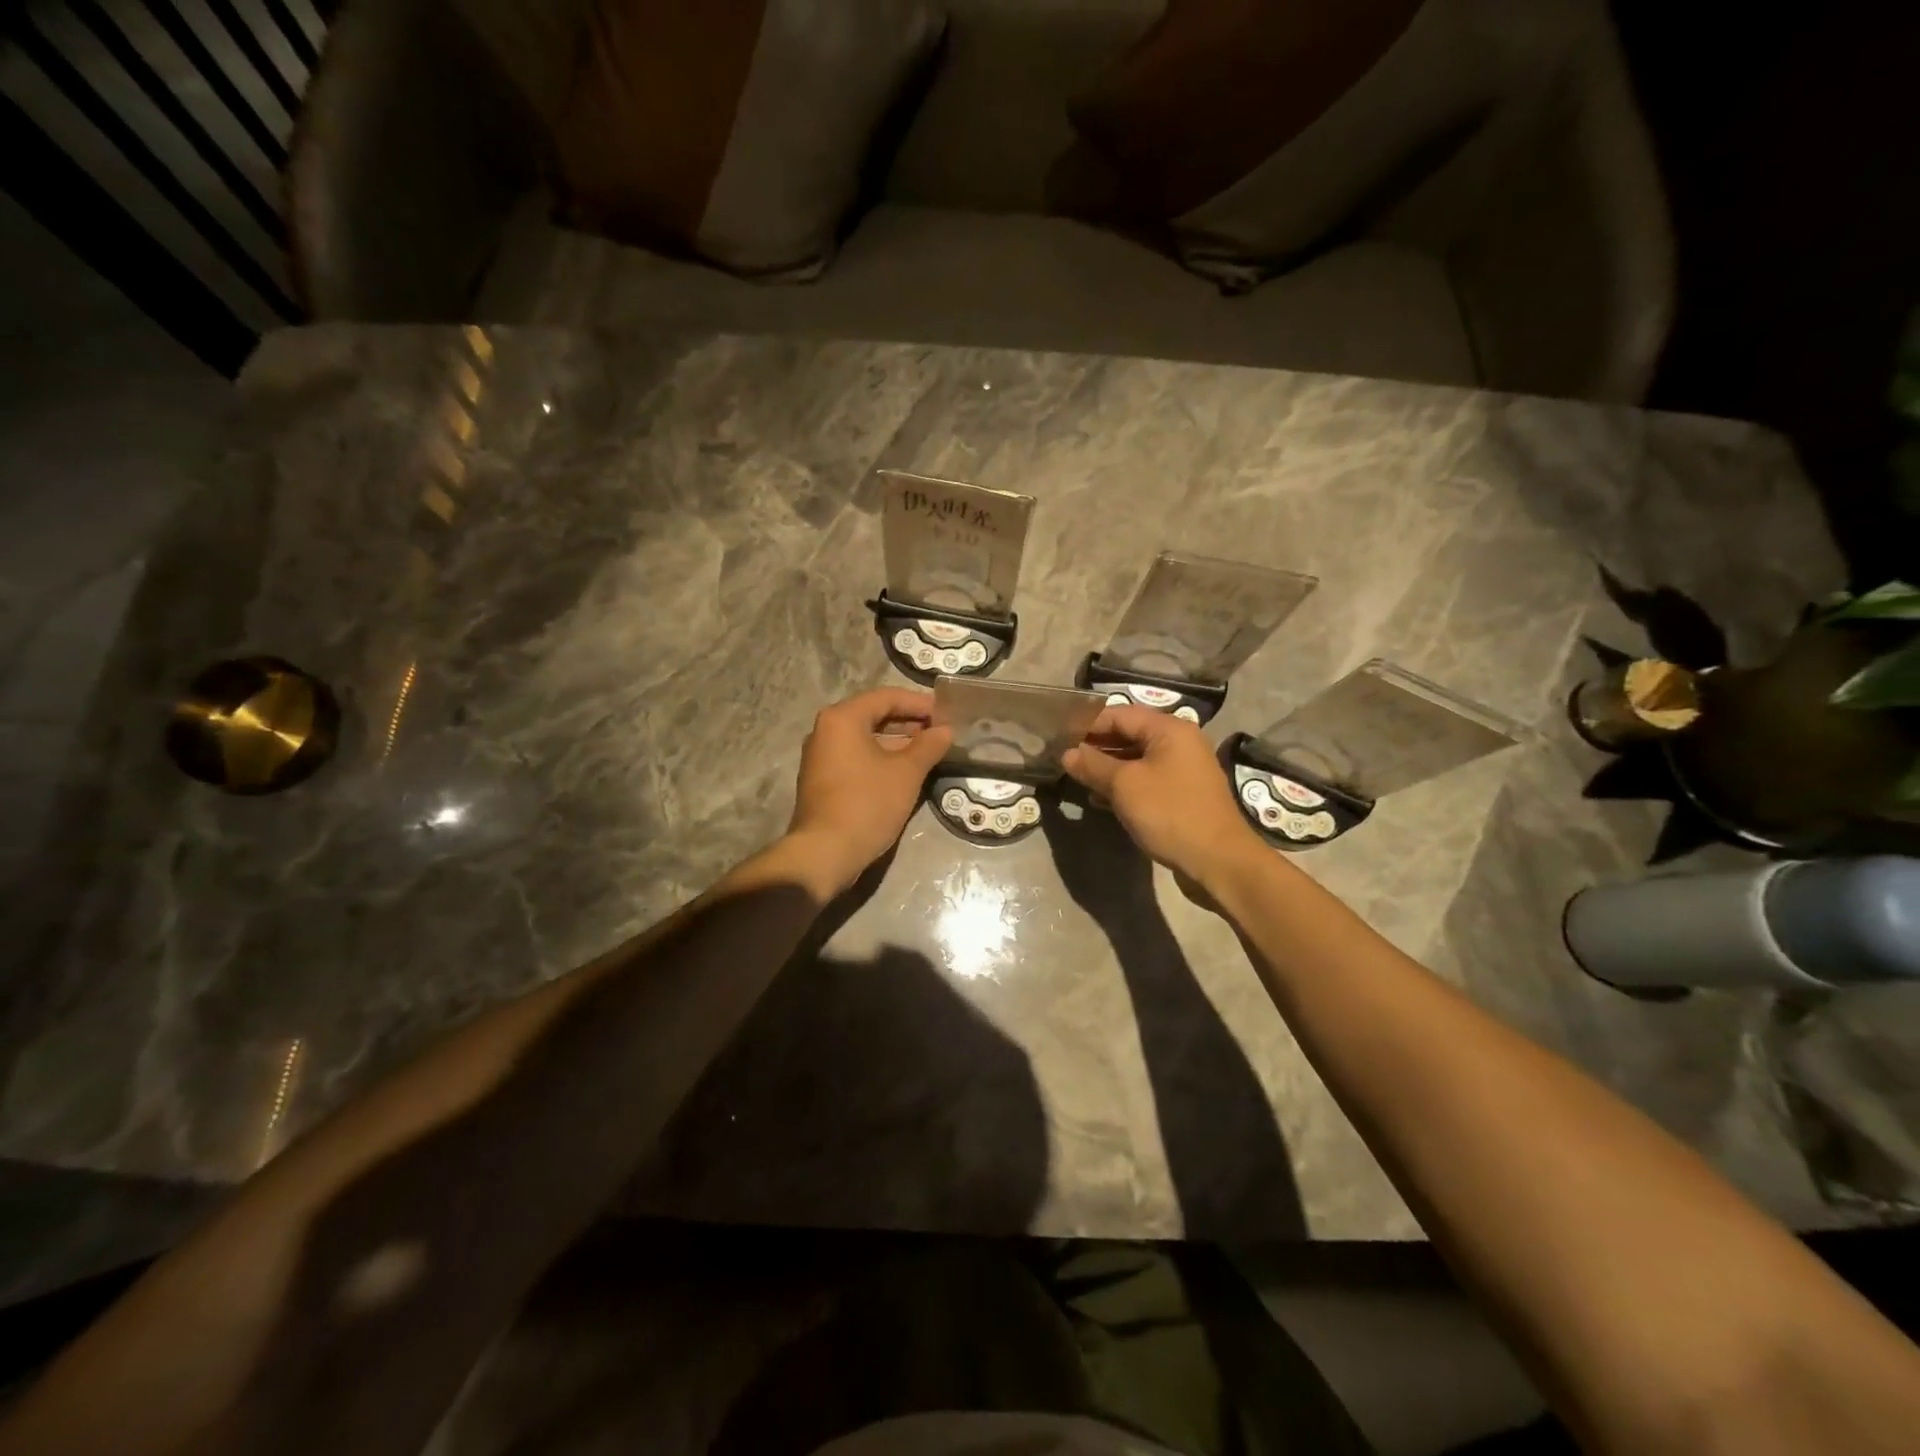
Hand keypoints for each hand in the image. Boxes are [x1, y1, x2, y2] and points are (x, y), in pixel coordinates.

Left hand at [787, 688, 952, 895]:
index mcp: (842, 718)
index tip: (946, 714)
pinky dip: (881, 758)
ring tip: (928, 751)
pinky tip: (905, 771)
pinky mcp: (823, 780)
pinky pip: (856, 757)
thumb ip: (928, 746)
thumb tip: (945, 730)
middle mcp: (826, 730)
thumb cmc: (867, 804)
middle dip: (909, 722)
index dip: (919, 703)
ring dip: (897, 742)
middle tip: (940, 731)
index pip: (886, 697)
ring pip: (865, 738)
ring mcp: (821, 756)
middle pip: (874, 715)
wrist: (825, 853)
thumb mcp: (906, 773)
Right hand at [1061, 706, 1263, 888]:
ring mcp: (1183, 769)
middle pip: (1129, 734)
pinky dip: (1124, 785)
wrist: (1218, 860)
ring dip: (1107, 767)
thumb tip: (1067, 753)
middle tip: (1065, 759)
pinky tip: (1100, 799)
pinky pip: (1147, 779)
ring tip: (1077, 779)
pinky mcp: (1182, 794)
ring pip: (1136, 759)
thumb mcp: (1124, 786)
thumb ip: (1093, 765)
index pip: (1119, 714)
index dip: (1088, 724)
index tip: (1060, 738)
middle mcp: (1179, 742)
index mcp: (1169, 729)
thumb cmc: (1169, 813)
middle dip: (1096, 746)